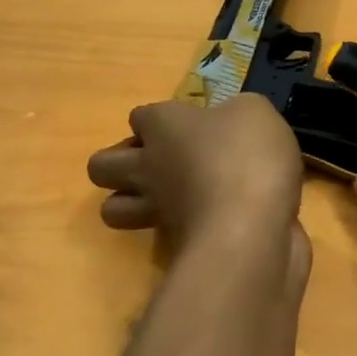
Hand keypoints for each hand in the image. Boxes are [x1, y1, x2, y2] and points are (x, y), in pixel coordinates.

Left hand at [88, 95, 308, 280]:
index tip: (187, 126)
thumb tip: (230, 122)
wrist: (251, 224)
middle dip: (119, 162)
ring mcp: (154, 208)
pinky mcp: (171, 243)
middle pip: (101, 165)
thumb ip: (235, 113)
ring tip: (163, 197)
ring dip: (128, 202)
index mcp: (164, 124)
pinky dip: (168, 229)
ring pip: (111, 209)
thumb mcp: (255, 112)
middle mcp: (148, 165)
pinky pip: (153, 235)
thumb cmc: (248, 154)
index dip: (157, 121)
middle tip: (160, 161)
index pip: (140, 116)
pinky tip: (198, 222)